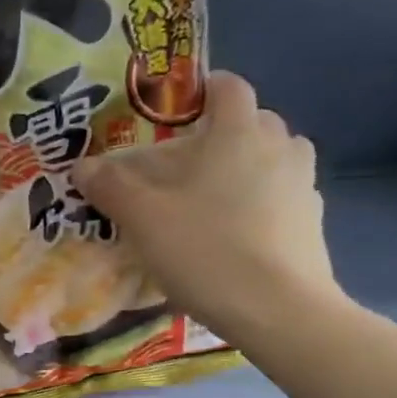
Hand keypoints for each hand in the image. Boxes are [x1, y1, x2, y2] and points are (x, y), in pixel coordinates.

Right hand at [72, 71, 342, 344]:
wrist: (278, 310)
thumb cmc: (206, 250)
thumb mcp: (143, 219)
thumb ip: (111, 186)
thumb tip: (83, 166)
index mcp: (238, 133)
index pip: (228, 87)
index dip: (203, 89)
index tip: (178, 109)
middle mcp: (279, 147)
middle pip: (254, 121)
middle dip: (223, 132)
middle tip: (189, 161)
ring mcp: (303, 184)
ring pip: (275, 157)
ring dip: (250, 165)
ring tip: (217, 195)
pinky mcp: (314, 222)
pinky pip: (286, 195)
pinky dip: (266, 201)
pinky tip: (242, 232)